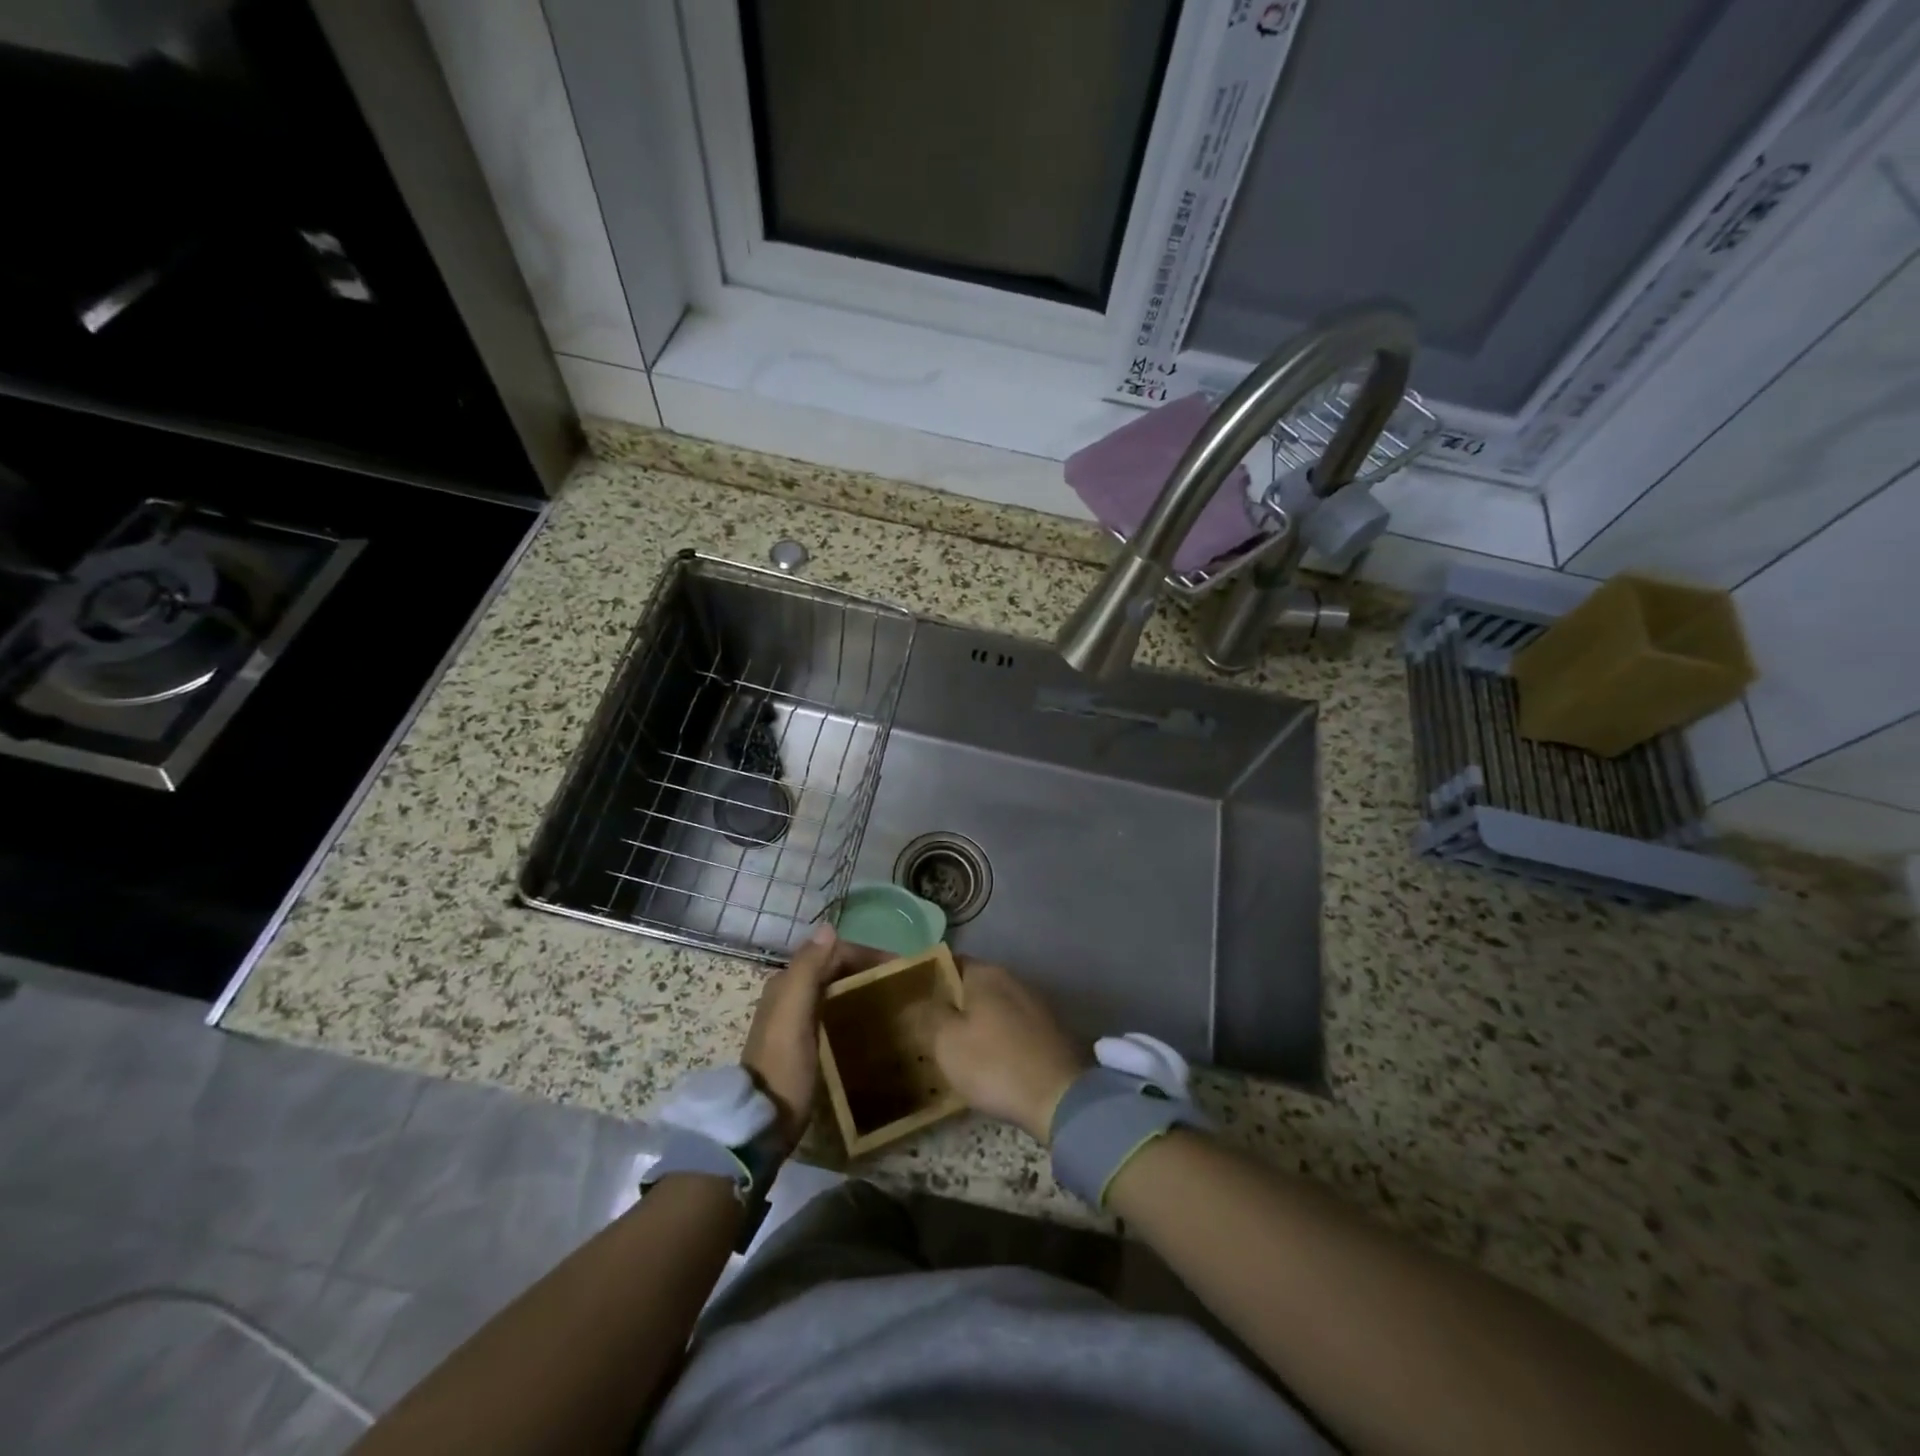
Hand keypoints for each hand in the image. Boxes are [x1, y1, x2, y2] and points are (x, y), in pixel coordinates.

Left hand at [740, 924, 883, 1148]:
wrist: (761, 1124)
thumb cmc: (783, 1067)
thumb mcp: (793, 1015)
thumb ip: (807, 970)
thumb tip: (828, 928)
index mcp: (786, 983)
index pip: (831, 952)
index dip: (864, 954)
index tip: (898, 967)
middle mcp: (788, 994)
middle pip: (832, 968)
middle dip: (864, 968)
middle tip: (899, 983)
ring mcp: (794, 1020)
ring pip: (832, 989)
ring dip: (859, 986)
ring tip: (890, 999)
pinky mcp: (802, 1043)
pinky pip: (831, 1010)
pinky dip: (851, 1006)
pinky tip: (867, 1021)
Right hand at [925, 961, 1089, 1141]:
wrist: (1059, 1098)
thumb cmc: (994, 1063)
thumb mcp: (947, 1041)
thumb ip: (927, 1014)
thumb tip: (914, 999)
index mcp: (986, 973)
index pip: (948, 963)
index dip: (927, 979)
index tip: (909, 1000)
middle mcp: (1012, 979)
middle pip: (971, 986)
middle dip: (950, 1004)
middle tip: (925, 1028)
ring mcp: (1034, 1004)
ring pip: (992, 1008)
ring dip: (974, 1023)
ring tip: (952, 1048)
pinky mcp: (1048, 1031)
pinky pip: (1011, 1027)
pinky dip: (996, 1038)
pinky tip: (986, 1062)